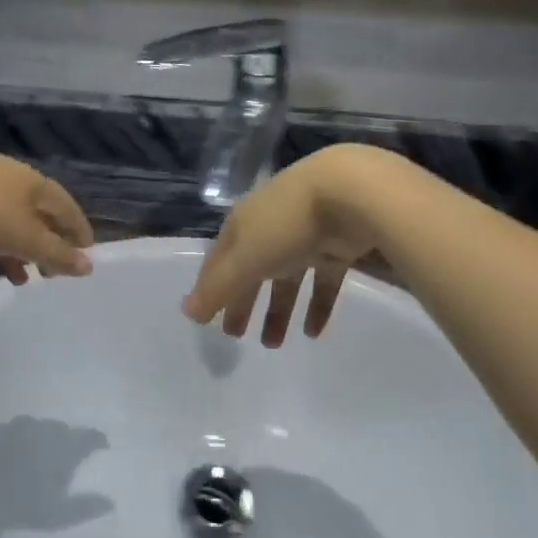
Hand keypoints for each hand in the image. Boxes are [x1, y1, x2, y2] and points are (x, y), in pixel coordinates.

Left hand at [0, 143, 94, 287]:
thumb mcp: (26, 237)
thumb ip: (57, 254)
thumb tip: (88, 266)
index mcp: (34, 185)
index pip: (66, 207)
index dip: (78, 230)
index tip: (87, 253)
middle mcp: (8, 181)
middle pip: (33, 215)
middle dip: (43, 245)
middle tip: (50, 274)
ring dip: (10, 252)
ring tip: (18, 281)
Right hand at [181, 146, 381, 345]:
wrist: (350, 193)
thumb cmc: (286, 224)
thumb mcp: (245, 257)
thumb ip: (218, 288)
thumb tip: (187, 312)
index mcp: (242, 225)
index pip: (218, 261)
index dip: (210, 289)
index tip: (206, 319)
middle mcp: (270, 228)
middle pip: (251, 271)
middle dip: (242, 302)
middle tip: (235, 336)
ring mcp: (305, 237)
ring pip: (287, 280)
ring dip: (278, 311)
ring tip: (274, 344)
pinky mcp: (337, 247)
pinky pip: (322, 282)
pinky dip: (316, 306)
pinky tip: (313, 333)